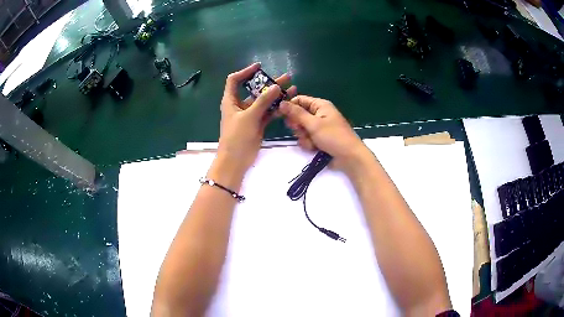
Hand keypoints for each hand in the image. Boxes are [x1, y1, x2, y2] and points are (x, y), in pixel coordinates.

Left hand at [216, 63, 296, 175]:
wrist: (235, 161)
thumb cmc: (236, 136)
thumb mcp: (249, 117)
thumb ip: (263, 101)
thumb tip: (276, 86)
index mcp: (231, 100)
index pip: (234, 80)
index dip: (246, 71)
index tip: (260, 67)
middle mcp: (240, 105)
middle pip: (254, 89)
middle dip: (269, 83)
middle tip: (286, 77)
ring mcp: (250, 115)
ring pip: (264, 101)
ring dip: (277, 96)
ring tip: (293, 89)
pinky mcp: (258, 124)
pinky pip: (268, 113)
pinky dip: (277, 108)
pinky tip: (289, 103)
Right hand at [279, 96, 370, 171]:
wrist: (349, 157)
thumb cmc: (333, 136)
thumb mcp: (314, 124)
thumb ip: (296, 113)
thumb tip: (281, 103)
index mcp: (320, 105)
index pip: (299, 100)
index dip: (289, 106)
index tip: (280, 114)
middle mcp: (318, 114)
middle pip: (298, 116)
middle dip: (298, 125)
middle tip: (301, 130)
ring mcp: (318, 127)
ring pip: (301, 129)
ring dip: (303, 137)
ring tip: (312, 142)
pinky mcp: (318, 139)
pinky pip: (306, 138)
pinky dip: (308, 144)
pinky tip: (314, 148)